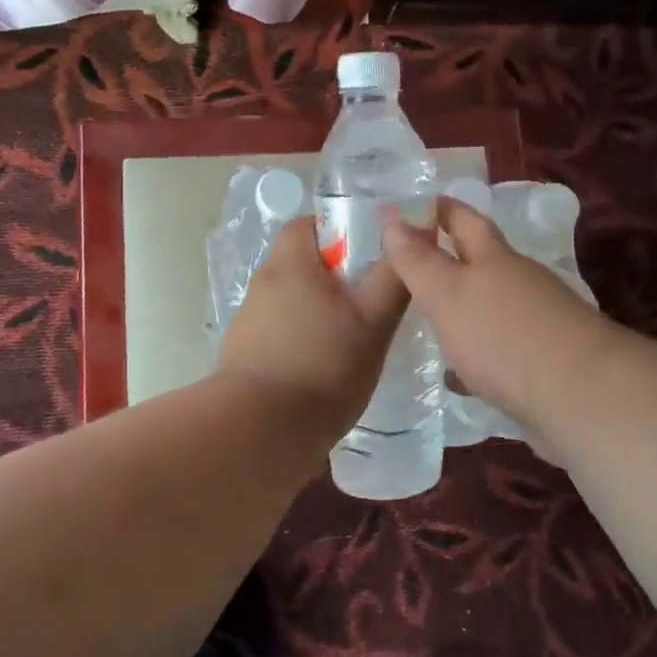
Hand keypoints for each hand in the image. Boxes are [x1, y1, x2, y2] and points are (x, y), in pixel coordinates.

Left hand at [218, 217, 409, 436]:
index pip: (308, 224)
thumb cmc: (324, 367)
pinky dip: (300, 337)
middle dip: (333, 274)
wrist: (260, 432)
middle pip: (301, 262)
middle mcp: (263, 284)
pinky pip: (278, 329)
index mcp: (290, 264)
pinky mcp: (242, 353)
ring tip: (349, 337)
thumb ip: (393, 278)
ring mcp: (248, 320)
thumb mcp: (373, 323)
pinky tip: (322, 365)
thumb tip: (414, 237)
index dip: (339, 230)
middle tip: (368, 299)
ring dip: (317, 308)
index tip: (368, 254)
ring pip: (290, 298)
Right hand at [381, 197, 613, 433]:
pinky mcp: (546, 360)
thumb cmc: (503, 335)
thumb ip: (418, 261)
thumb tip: (393, 217)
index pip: (463, 219)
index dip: (439, 209)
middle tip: (413, 263)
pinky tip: (461, 375)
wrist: (580, 396)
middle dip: (452, 258)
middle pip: (482, 261)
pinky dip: (478, 352)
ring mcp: (538, 321)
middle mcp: (520, 282)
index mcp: (495, 258)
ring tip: (429, 320)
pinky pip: (502, 348)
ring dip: (464, 308)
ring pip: (492, 305)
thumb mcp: (448, 294)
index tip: (412, 205)